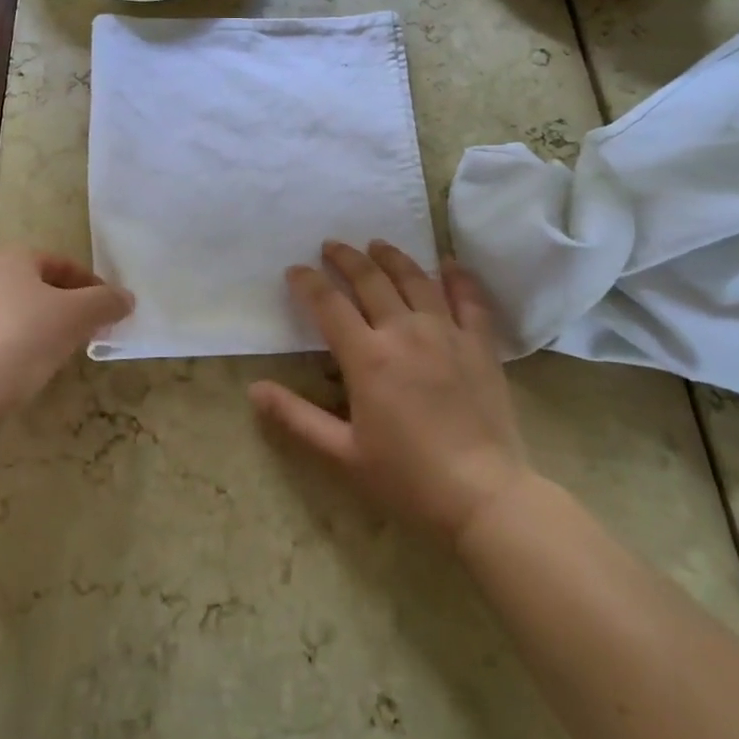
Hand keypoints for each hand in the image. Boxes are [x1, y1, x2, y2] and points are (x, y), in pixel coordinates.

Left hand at [0, 248, 132, 420]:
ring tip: (65, 353)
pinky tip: (31, 370)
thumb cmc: (21, 341)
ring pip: (20, 313)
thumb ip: (106, 302)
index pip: (63, 264)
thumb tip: (126, 298)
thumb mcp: (76, 317)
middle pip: (40, 287)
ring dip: (47, 328)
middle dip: (71, 308)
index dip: (93, 287)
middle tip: (93, 332)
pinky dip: (21, 348)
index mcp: (8, 258)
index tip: (112, 312)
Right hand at [249, 240, 529, 543]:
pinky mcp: (479, 344)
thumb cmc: (408, 478)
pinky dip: (458, 276)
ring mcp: (446, 333)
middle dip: (346, 258)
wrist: (484, 495)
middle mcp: (405, 332)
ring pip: (415, 279)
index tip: (295, 270)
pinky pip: (469, 298)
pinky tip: (448, 263)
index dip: (308, 282)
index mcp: (368, 357)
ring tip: (377, 244)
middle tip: (331, 245)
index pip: (329, 304)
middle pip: (370, 280)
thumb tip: (254, 388)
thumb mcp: (342, 453)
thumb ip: (296, 417)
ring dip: (392, 257)